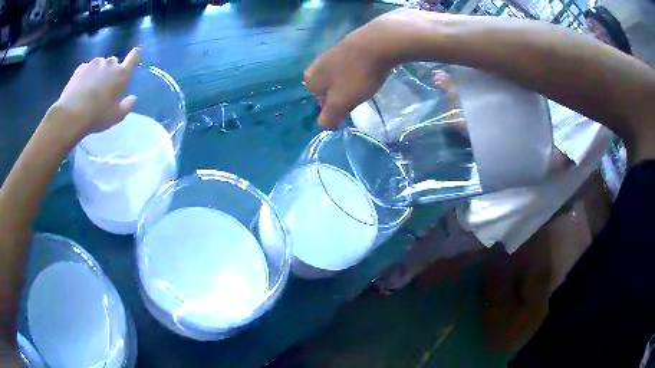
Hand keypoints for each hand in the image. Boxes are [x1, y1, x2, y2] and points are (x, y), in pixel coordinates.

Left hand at [52, 47, 140, 139]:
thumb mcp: (117, 116)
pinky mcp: (81, 68)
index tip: (134, 56)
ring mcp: (94, 63)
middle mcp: (110, 64)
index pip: (134, 57)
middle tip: (105, 87)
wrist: (71, 115)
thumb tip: (133, 98)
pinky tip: (81, 88)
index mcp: (122, 74)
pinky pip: (87, 68)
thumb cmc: (97, 116)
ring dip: (98, 72)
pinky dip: (87, 75)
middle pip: (114, 62)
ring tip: (91, 89)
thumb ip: (128, 105)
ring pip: (100, 64)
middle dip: (112, 71)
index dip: (135, 55)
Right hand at [304, 13, 405, 128]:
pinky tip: (370, 71)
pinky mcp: (349, 44)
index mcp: (311, 78)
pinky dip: (358, 70)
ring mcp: (333, 51)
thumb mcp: (341, 102)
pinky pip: (351, 64)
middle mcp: (318, 63)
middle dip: (341, 95)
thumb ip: (330, 116)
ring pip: (340, 75)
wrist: (377, 42)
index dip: (333, 108)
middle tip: (357, 97)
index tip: (348, 109)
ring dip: (350, 83)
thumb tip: (323, 125)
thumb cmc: (357, 75)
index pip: (318, 101)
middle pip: (328, 87)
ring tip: (365, 85)